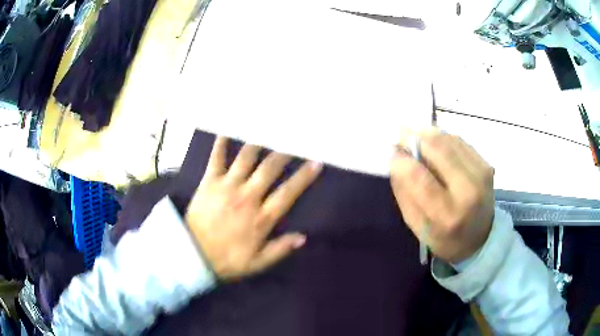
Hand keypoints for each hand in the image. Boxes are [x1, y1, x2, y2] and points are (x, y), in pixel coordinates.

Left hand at [185, 137, 321, 279]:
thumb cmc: (225, 259)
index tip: (316, 162)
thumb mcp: (256, 263)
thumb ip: (279, 250)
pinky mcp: (209, 182)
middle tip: (292, 141)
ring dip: (258, 144)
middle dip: (283, 153)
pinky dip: (220, 143)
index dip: (303, 177)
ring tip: (267, 132)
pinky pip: (216, 158)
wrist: (190, 254)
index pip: (287, 193)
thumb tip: (303, 237)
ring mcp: (226, 186)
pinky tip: (226, 130)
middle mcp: (246, 196)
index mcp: (260, 218)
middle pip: (269, 169)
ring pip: (246, 158)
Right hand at [390, 128, 494, 262]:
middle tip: (399, 133)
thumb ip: (405, 193)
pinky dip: (442, 138)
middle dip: (413, 137)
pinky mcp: (486, 164)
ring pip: (448, 140)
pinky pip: (459, 141)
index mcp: (447, 214)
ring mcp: (481, 174)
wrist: (481, 239)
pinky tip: (434, 143)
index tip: (392, 153)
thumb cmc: (444, 238)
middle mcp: (468, 190)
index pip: (420, 178)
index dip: (402, 160)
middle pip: (437, 149)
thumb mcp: (417, 226)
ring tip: (414, 134)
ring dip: (427, 134)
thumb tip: (396, 158)